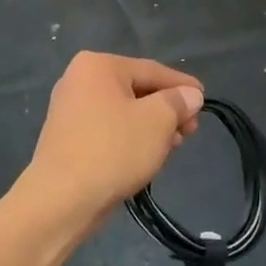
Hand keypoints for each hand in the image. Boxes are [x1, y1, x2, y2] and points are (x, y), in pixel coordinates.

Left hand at [19, 53, 202, 225]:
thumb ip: (177, 102)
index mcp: (98, 65)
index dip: (182, 85)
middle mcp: (79, 80)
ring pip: (123, 112)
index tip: (204, 99)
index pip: (151, 70)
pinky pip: (108, 129)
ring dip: (151, 126)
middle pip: (136, 90)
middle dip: (167, 109)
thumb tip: (190, 95)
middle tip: (191, 129)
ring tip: (174, 145)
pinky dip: (130, 137)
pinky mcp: (67, 137)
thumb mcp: (157, 121)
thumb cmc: (113, 150)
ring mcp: (69, 109)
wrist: (61, 200)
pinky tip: (148, 154)